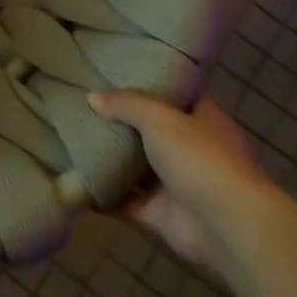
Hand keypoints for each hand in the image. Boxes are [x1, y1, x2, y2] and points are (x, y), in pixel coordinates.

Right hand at [88, 91, 274, 272]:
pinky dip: (104, 193)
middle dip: (120, 120)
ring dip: (109, 157)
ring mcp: (176, 183)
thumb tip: (92, 97)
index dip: (151, 80)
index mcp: (202, 120)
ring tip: (70, 136)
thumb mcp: (158, 115)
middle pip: (150, 129)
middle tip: (82, 101)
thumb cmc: (199, 158)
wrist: (226, 227)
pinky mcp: (161, 214)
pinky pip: (125, 200)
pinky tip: (75, 177)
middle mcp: (191, 150)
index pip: (177, 93)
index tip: (117, 69)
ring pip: (136, 166)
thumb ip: (125, 103)